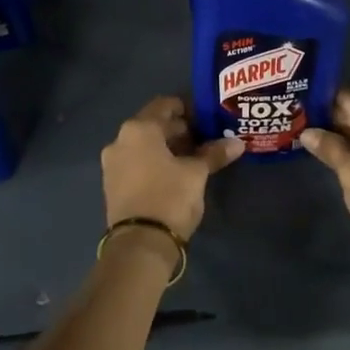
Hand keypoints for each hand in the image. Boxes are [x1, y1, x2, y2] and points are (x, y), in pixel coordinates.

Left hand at [101, 96, 243, 239]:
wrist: (139, 245)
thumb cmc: (169, 197)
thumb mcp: (196, 173)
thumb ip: (214, 153)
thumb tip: (237, 143)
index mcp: (139, 129)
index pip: (165, 105)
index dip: (188, 109)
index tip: (206, 120)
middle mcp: (120, 140)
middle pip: (153, 125)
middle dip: (179, 131)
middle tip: (204, 140)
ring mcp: (112, 163)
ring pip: (144, 145)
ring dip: (167, 148)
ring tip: (193, 159)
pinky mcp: (112, 184)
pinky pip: (136, 162)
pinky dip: (154, 162)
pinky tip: (174, 174)